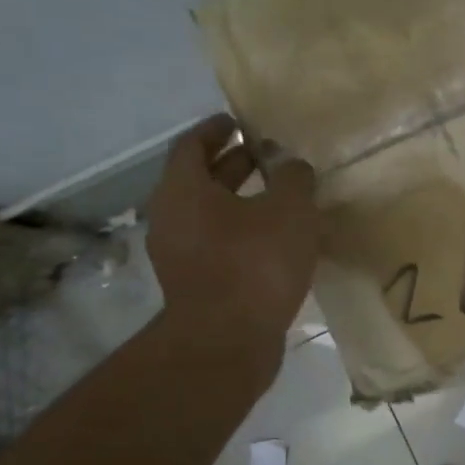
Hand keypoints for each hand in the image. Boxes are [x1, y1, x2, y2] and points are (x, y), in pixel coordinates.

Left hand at [145, 115, 319, 351]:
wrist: (228, 341)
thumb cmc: (255, 264)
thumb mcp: (289, 211)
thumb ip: (293, 178)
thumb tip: (292, 166)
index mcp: (183, 190)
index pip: (192, 144)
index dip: (216, 129)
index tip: (239, 122)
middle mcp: (172, 218)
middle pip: (200, 179)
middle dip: (233, 165)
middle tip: (266, 157)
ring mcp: (180, 255)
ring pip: (210, 215)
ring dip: (241, 202)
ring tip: (279, 199)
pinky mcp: (196, 284)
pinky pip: (218, 244)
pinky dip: (242, 233)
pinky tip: (276, 241)